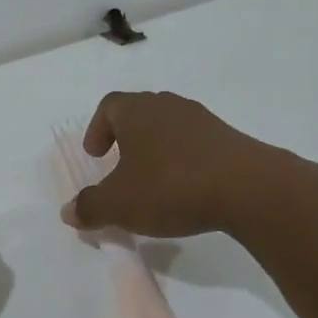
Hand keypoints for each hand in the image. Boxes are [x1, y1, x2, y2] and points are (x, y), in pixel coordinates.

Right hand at [60, 91, 295, 237]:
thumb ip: (90, 207)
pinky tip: (187, 188)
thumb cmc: (170, 186)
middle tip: (121, 166)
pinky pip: (195, 143)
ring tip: (154, 180)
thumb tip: (68, 212)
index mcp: (136, 111)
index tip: (97, 156)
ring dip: (156, 149)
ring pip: (169, 126)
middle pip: (139, 112)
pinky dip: (184, 160)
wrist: (249, 188)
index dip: (97, 129)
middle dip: (126, 137)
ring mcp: (202, 119)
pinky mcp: (229, 138)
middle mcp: (167, 105)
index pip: (109, 106)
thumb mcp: (120, 204)